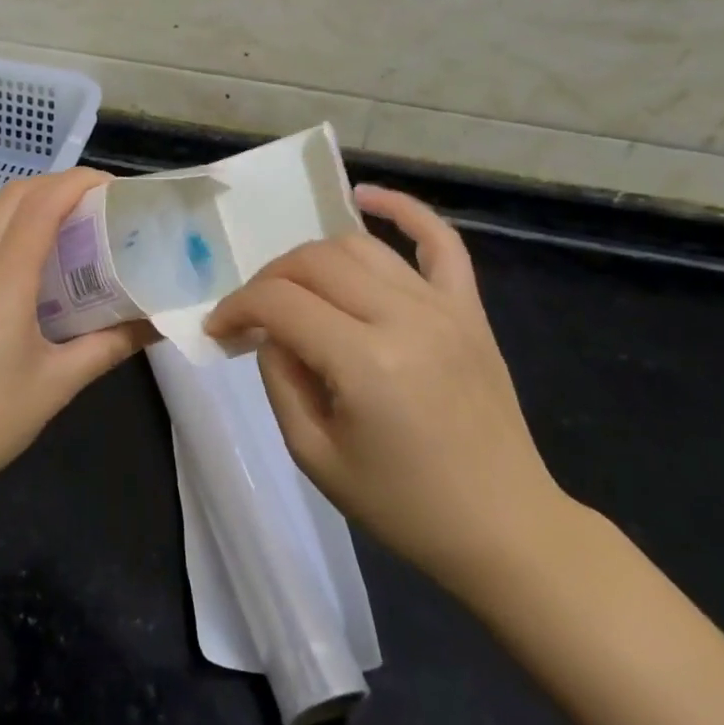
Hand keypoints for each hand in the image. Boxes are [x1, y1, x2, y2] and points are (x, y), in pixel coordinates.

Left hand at [0, 167, 150, 509]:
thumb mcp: (59, 384)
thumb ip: (110, 345)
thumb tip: (157, 322)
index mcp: (4, 280)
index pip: (42, 204)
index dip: (80, 183)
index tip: (119, 190)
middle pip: (15, 194)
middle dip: (60, 184)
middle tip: (103, 205)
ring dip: (35, 201)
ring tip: (78, 223)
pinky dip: (15, 224)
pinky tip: (42, 258)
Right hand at [206, 184, 572, 597]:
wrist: (504, 528)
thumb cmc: (404, 506)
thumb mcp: (315, 455)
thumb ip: (280, 379)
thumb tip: (270, 333)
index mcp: (365, 361)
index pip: (279, 302)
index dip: (236, 307)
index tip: (218, 329)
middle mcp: (404, 317)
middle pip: (313, 262)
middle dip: (268, 280)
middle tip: (251, 315)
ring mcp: (444, 306)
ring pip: (358, 247)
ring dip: (311, 258)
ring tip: (294, 288)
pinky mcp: (469, 309)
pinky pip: (438, 240)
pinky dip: (402, 209)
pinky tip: (365, 196)